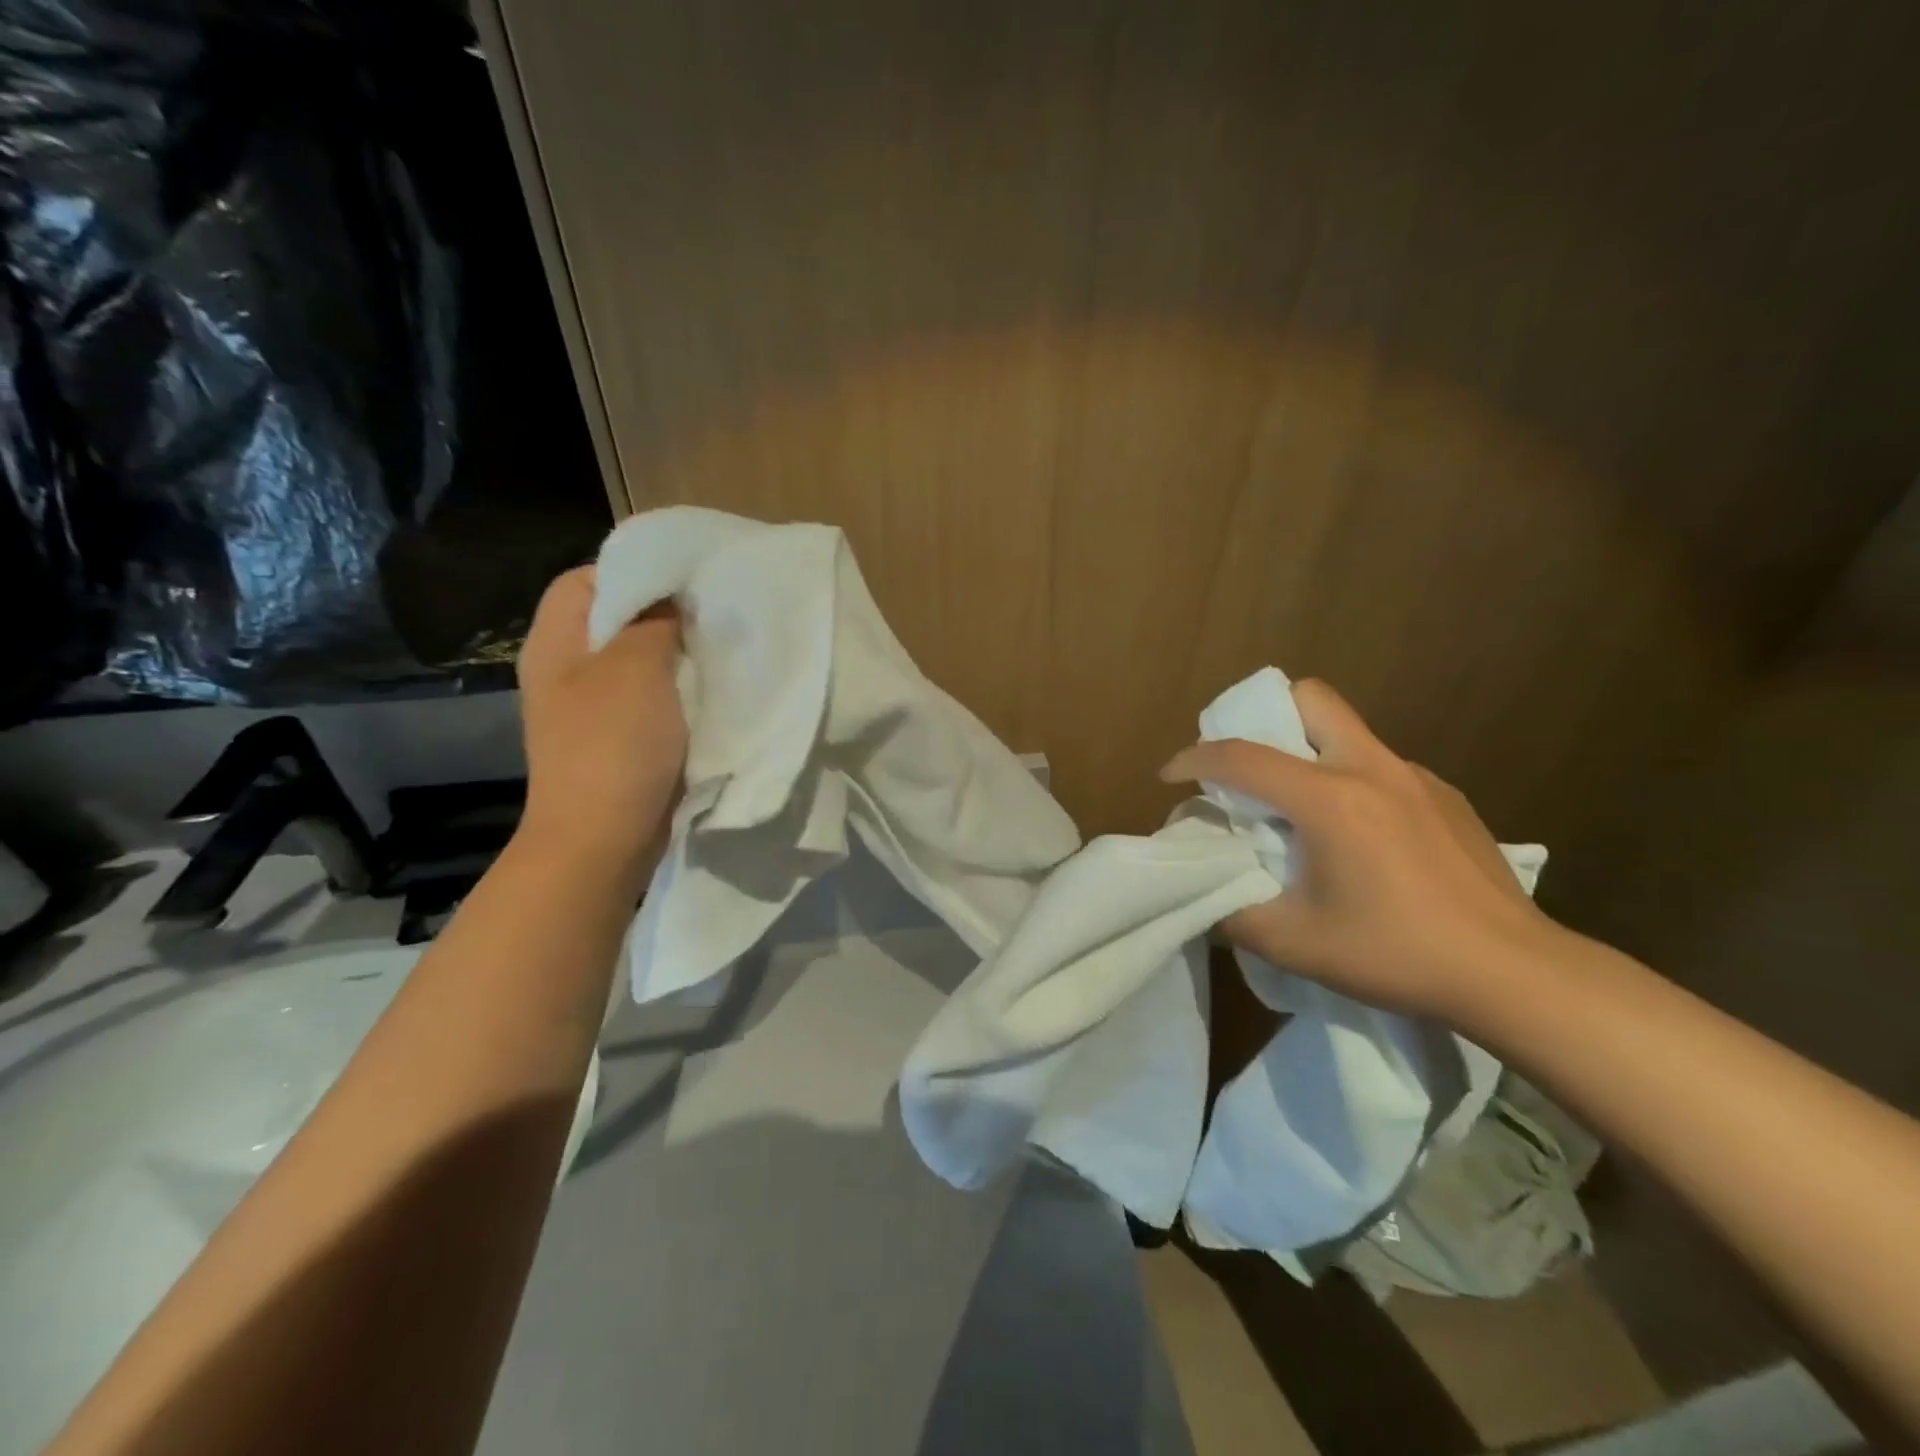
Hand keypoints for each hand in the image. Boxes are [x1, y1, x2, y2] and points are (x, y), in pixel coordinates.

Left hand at [516, 566, 685, 872]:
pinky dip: (678, 691)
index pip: (586, 579)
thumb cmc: (613, 746)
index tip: (687, 580)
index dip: (634, 570)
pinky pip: (651, 698)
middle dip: (664, 613)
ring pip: (639, 661)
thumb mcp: (635, 668)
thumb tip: (671, 600)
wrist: (602, 840)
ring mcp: (592, 708)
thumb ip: (654, 621)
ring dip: (677, 655)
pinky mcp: (618, 738)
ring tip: (718, 649)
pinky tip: (709, 691)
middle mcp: (567, 669)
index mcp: (556, 642)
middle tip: (711, 613)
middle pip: (615, 620)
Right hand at [1160, 679, 1559, 1019]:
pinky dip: (1351, 783)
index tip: (1169, 776)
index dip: (1194, 759)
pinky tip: (1363, 840)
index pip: (1242, 757)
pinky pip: (1380, 768)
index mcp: (1330, 798)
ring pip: (1347, 732)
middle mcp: (1372, 769)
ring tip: (1302, 813)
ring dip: (1308, 753)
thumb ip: (1234, 914)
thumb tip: (1208, 897)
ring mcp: (1417, 778)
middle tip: (1247, 768)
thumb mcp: (1295, 944)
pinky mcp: (1447, 797)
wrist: (1516, 974)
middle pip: (1310, 697)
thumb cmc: (1397, 954)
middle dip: (1264, 715)